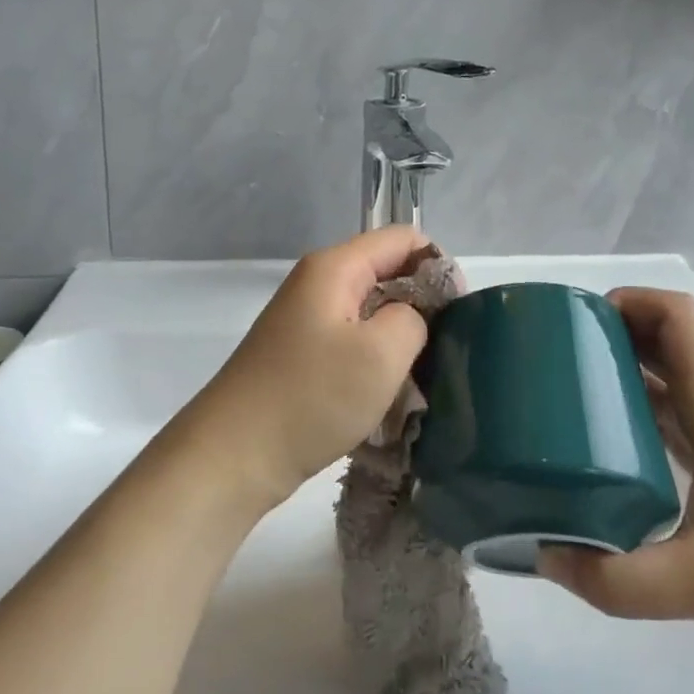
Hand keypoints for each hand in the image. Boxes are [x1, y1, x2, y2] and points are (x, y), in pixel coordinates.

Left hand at [169, 226, 432, 511]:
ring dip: (398, 340)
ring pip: (371, 312)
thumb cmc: (311, 397)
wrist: (235, 454)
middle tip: (443, 351)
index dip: (438, 266)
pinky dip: (374, 362)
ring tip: (419, 378)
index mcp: (334, 268)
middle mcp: (317, 283)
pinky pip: (351, 343)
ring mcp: (306, 320)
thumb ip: (413, 318)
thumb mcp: (381, 354)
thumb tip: (410, 316)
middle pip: (386, 273)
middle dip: (420, 305)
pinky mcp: (301, 355)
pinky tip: (387, 396)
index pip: (402, 239)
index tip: (458, 313)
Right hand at [538, 289, 693, 657]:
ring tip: (576, 392)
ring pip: (676, 375)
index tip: (578, 321)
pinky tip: (620, 443)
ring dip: (629, 367)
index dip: (629, 300)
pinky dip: (648, 406)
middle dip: (614, 332)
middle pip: (669, 338)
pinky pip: (685, 412)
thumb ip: (620, 581)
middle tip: (559, 357)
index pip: (677, 316)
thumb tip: (547, 559)